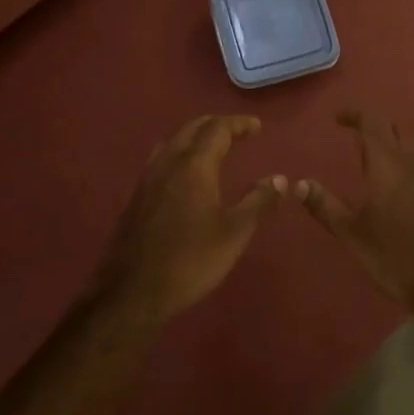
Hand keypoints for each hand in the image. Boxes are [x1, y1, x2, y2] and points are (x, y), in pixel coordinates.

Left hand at [97, 115, 286, 322]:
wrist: (133, 290)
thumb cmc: (190, 260)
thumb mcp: (234, 233)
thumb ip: (258, 202)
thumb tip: (280, 179)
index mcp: (194, 165)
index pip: (217, 129)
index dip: (239, 123)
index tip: (257, 126)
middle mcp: (169, 163)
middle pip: (192, 129)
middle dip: (216, 125)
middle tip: (237, 131)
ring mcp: (148, 178)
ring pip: (173, 142)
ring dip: (195, 136)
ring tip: (213, 147)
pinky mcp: (137, 196)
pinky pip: (162, 159)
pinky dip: (180, 153)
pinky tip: (185, 174)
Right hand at [295, 110, 413, 332]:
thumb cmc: (397, 260)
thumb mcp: (353, 236)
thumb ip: (325, 206)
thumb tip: (298, 183)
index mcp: (387, 163)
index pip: (372, 122)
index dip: (355, 115)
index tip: (340, 119)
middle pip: (399, 131)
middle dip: (380, 133)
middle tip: (364, 148)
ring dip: (409, 149)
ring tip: (398, 163)